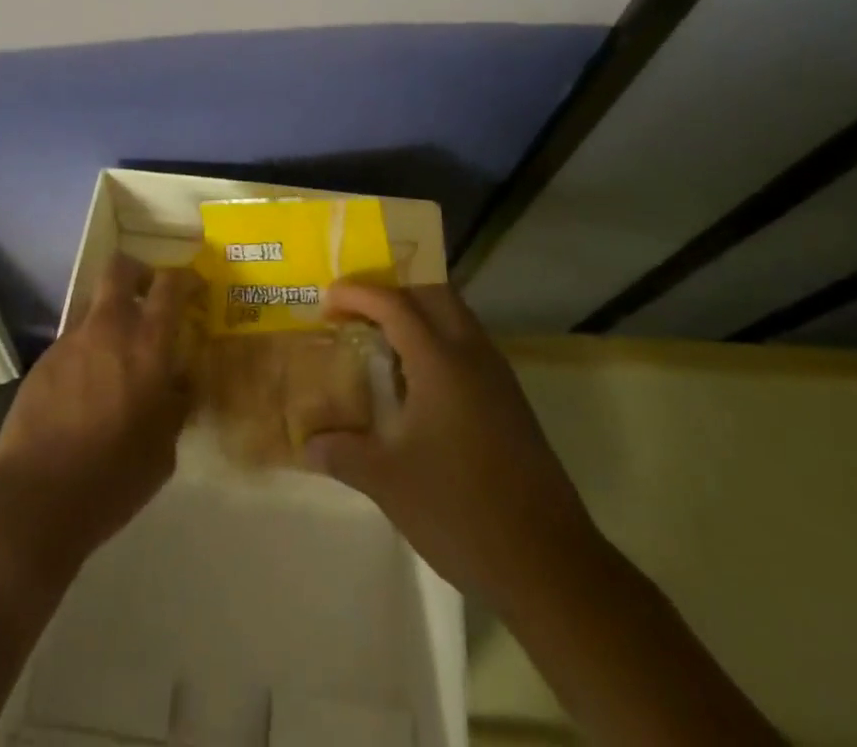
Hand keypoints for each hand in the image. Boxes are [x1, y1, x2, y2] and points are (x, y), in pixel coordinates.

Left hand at [0, 255, 202, 579]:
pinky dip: (87, 352)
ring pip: (94, 306)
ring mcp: (70, 342)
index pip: (169, 285)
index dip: (184, 278)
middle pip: (120, 269)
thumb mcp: (164, 449)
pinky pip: (73, 341)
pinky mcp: (43, 362)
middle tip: (149, 295)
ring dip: (110, 318)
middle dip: (138, 272)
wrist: (35, 499)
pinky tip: (87, 391)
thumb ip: (176, 405)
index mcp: (147, 345)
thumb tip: (179, 383)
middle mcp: (108, 329)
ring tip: (117, 358)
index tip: (193, 287)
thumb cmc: (113, 477)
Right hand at [306, 282, 599, 608]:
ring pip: (456, 318)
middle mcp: (473, 355)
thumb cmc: (460, 511)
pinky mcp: (511, 402)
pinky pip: (469, 347)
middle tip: (357, 312)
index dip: (358, 294)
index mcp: (441, 362)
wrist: (549, 564)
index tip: (326, 300)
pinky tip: (417, 384)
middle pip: (432, 295)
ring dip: (418, 316)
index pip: (395, 305)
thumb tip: (307, 444)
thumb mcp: (389, 482)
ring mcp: (498, 378)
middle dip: (392, 292)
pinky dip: (438, 343)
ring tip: (381, 342)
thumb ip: (344, 453)